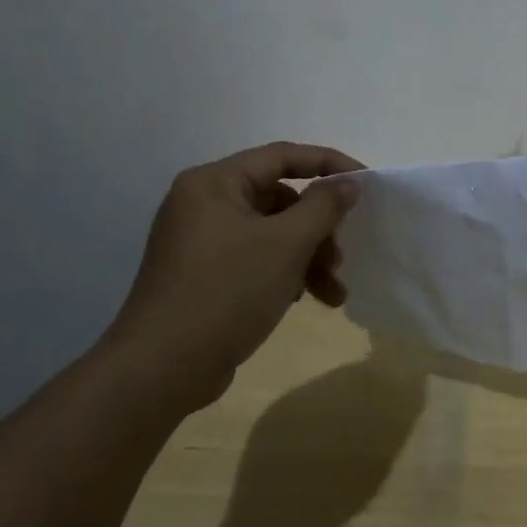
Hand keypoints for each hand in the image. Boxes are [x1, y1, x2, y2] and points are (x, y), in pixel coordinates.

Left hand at [109, 142, 365, 409]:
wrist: (160, 370)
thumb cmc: (227, 292)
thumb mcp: (286, 244)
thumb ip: (323, 206)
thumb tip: (348, 184)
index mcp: (214, 183)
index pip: (282, 156)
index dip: (329, 164)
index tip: (366, 184)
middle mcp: (203, 203)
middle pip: (279, 198)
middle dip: (318, 228)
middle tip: (343, 255)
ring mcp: (200, 242)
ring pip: (270, 233)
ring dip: (307, 257)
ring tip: (334, 293)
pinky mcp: (202, 276)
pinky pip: (254, 258)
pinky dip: (284, 273)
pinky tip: (304, 301)